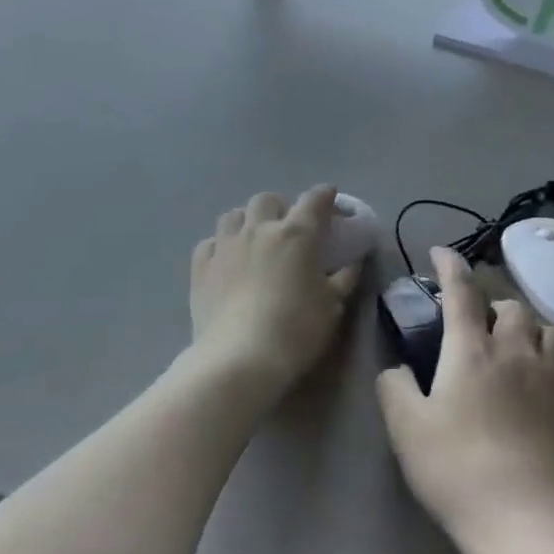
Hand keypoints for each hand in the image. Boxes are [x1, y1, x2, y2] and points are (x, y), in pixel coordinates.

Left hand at [190, 186, 360, 393]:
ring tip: (253, 238)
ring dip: (247, 220)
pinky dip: (221, 246)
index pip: (314, 201)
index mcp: (296, 234)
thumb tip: (353, 262)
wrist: (239, 358)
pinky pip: (210, 242)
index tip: (330, 197)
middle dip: (280, 206)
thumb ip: (344, 279)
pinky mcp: (201, 266)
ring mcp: (225, 245)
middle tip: (287, 226)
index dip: (324, 195)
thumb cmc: (295, 330)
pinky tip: (226, 261)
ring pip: (233, 215)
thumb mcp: (332, 306)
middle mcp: (259, 229)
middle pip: (267, 200)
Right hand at [376, 247, 553, 553]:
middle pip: (512, 305)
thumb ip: (394, 388)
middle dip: (492, 302)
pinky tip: (535, 379)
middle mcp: (515, 352)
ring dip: (527, 326)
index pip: (462, 292)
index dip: (450, 266)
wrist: (524, 522)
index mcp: (472, 351)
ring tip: (513, 343)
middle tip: (475, 320)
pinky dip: (547, 356)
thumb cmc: (456, 470)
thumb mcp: (405, 429)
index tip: (440, 252)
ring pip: (547, 329)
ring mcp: (550, 378)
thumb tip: (398, 369)